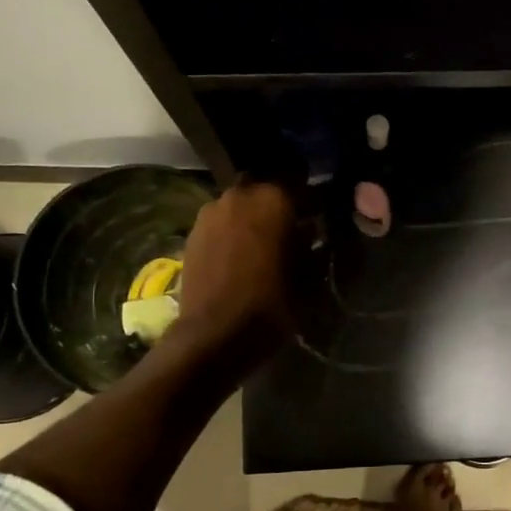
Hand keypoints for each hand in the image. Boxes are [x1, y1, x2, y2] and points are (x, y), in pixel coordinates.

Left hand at [172, 179, 296, 368]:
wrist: (215, 334)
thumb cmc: (272, 303)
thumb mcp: (309, 275)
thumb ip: (313, 243)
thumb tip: (314, 229)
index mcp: (274, 198)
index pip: (298, 177)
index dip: (310, 195)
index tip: (317, 212)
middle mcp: (240, 194)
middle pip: (264, 186)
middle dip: (276, 201)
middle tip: (289, 226)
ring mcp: (211, 211)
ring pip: (239, 202)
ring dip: (251, 215)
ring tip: (261, 242)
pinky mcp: (193, 232)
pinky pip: (220, 221)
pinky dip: (231, 230)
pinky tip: (239, 254)